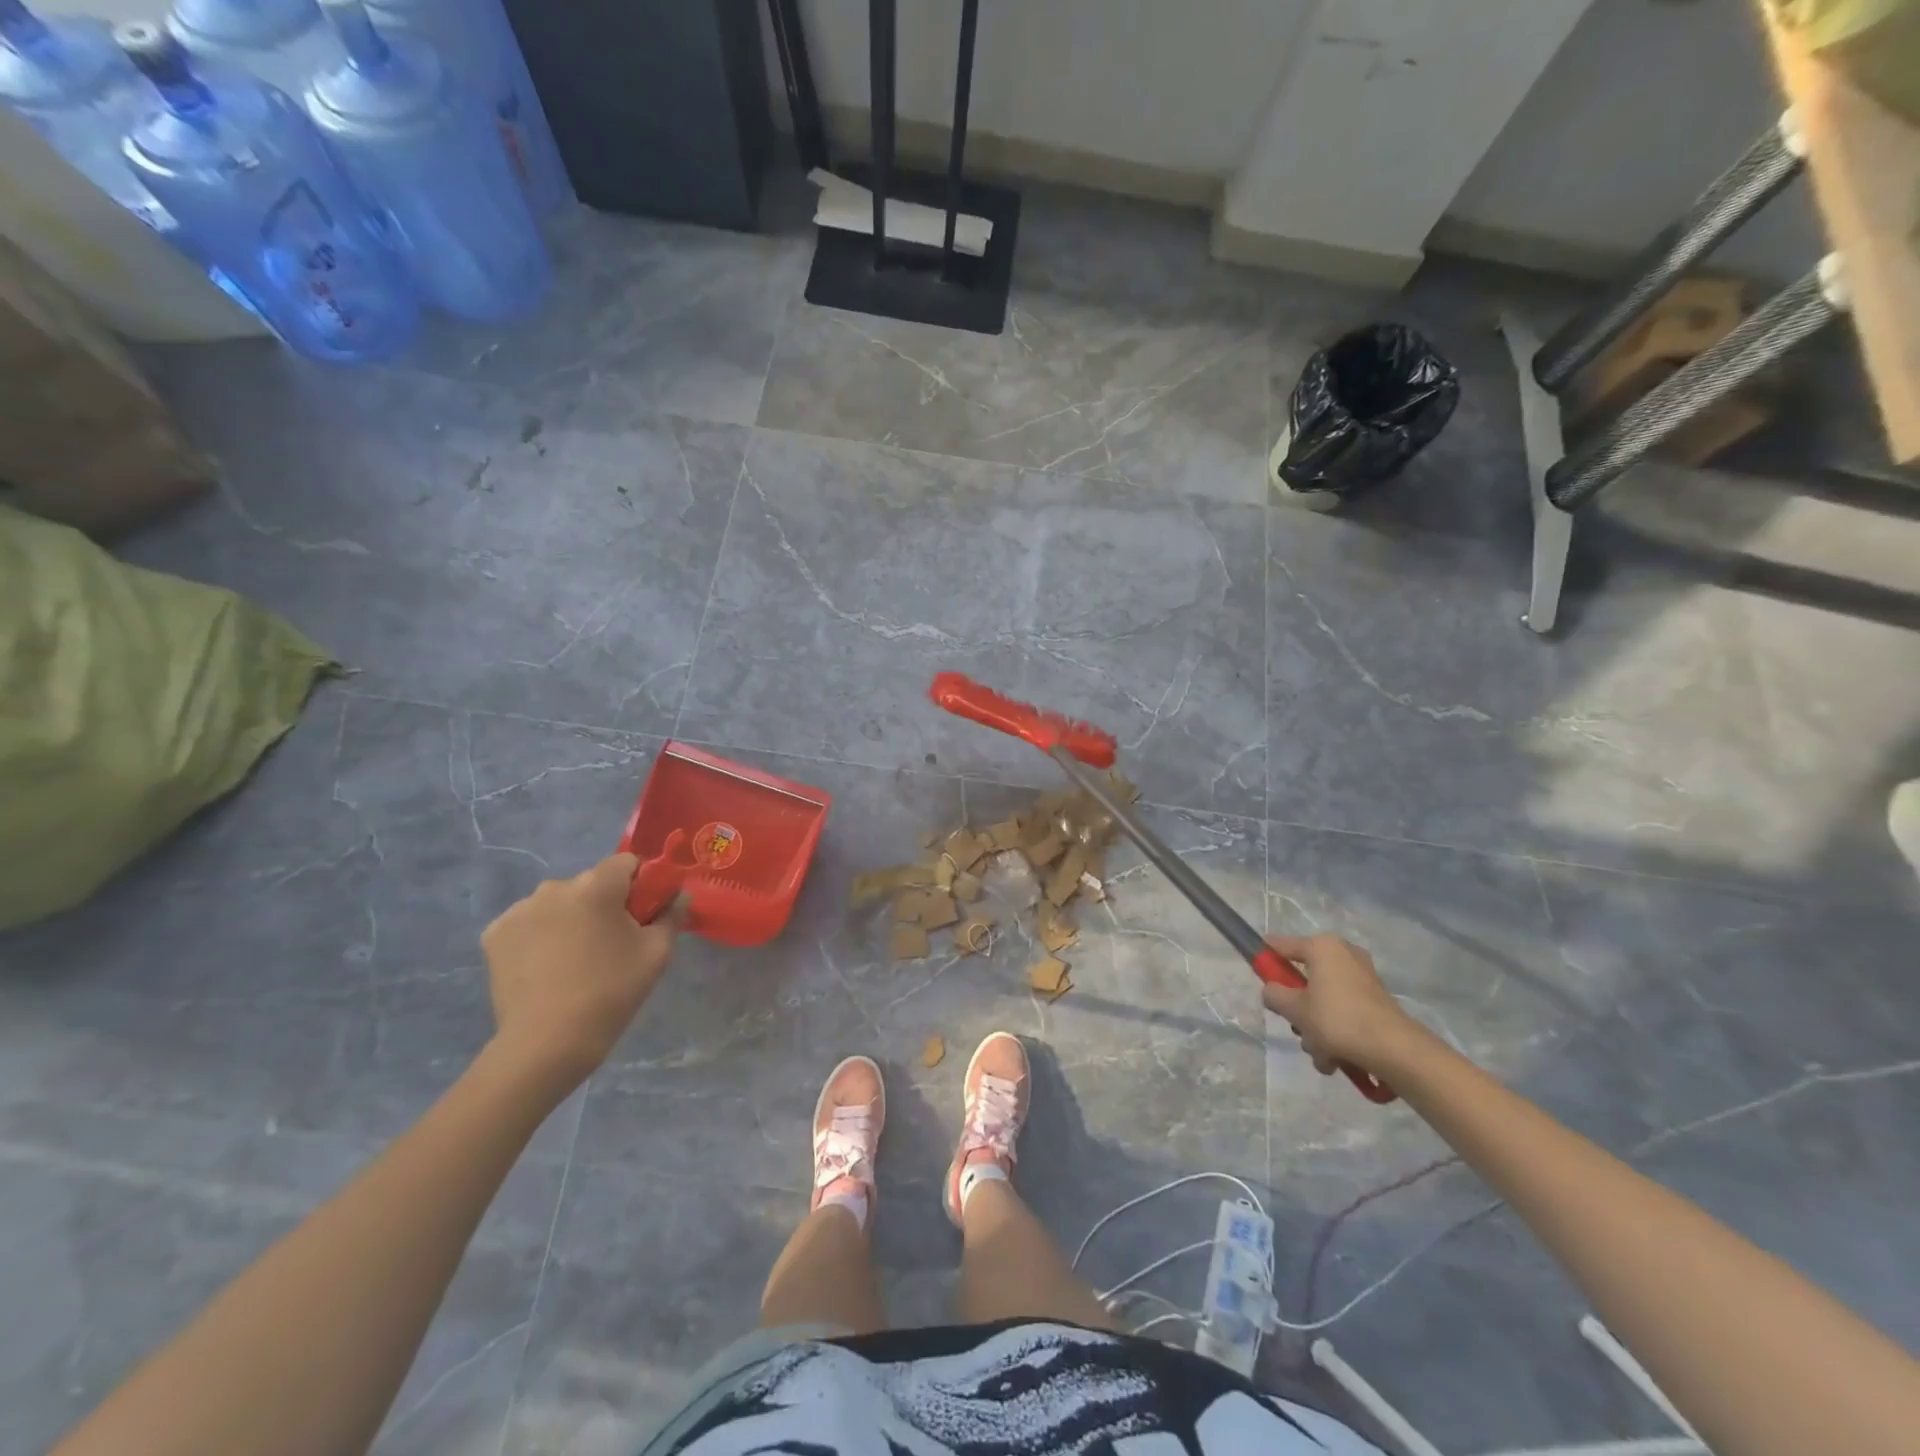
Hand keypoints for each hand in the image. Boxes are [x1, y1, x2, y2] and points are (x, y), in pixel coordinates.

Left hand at [482, 854, 685, 1093]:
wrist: (547, 1043)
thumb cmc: (611, 992)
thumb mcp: (657, 953)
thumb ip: (672, 915)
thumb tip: (679, 896)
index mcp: (597, 886)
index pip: (627, 863)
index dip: (641, 884)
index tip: (644, 914)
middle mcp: (555, 887)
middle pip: (592, 882)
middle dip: (605, 903)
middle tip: (612, 942)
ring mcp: (520, 910)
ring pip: (559, 902)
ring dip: (571, 917)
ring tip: (576, 957)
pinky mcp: (495, 934)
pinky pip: (530, 921)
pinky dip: (540, 934)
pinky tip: (546, 965)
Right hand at [1261, 934, 1414, 1076]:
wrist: (1395, 1050)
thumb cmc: (1338, 1020)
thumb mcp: (1295, 1009)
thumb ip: (1275, 996)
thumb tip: (1272, 992)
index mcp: (1322, 947)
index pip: (1280, 945)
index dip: (1265, 959)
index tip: (1256, 974)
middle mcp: (1343, 955)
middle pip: (1304, 978)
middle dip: (1298, 1009)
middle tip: (1297, 1027)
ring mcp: (1363, 978)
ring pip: (1324, 1000)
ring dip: (1316, 1028)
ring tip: (1321, 1054)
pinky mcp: (1376, 1001)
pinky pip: (1344, 1012)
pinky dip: (1337, 1033)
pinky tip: (1336, 1059)